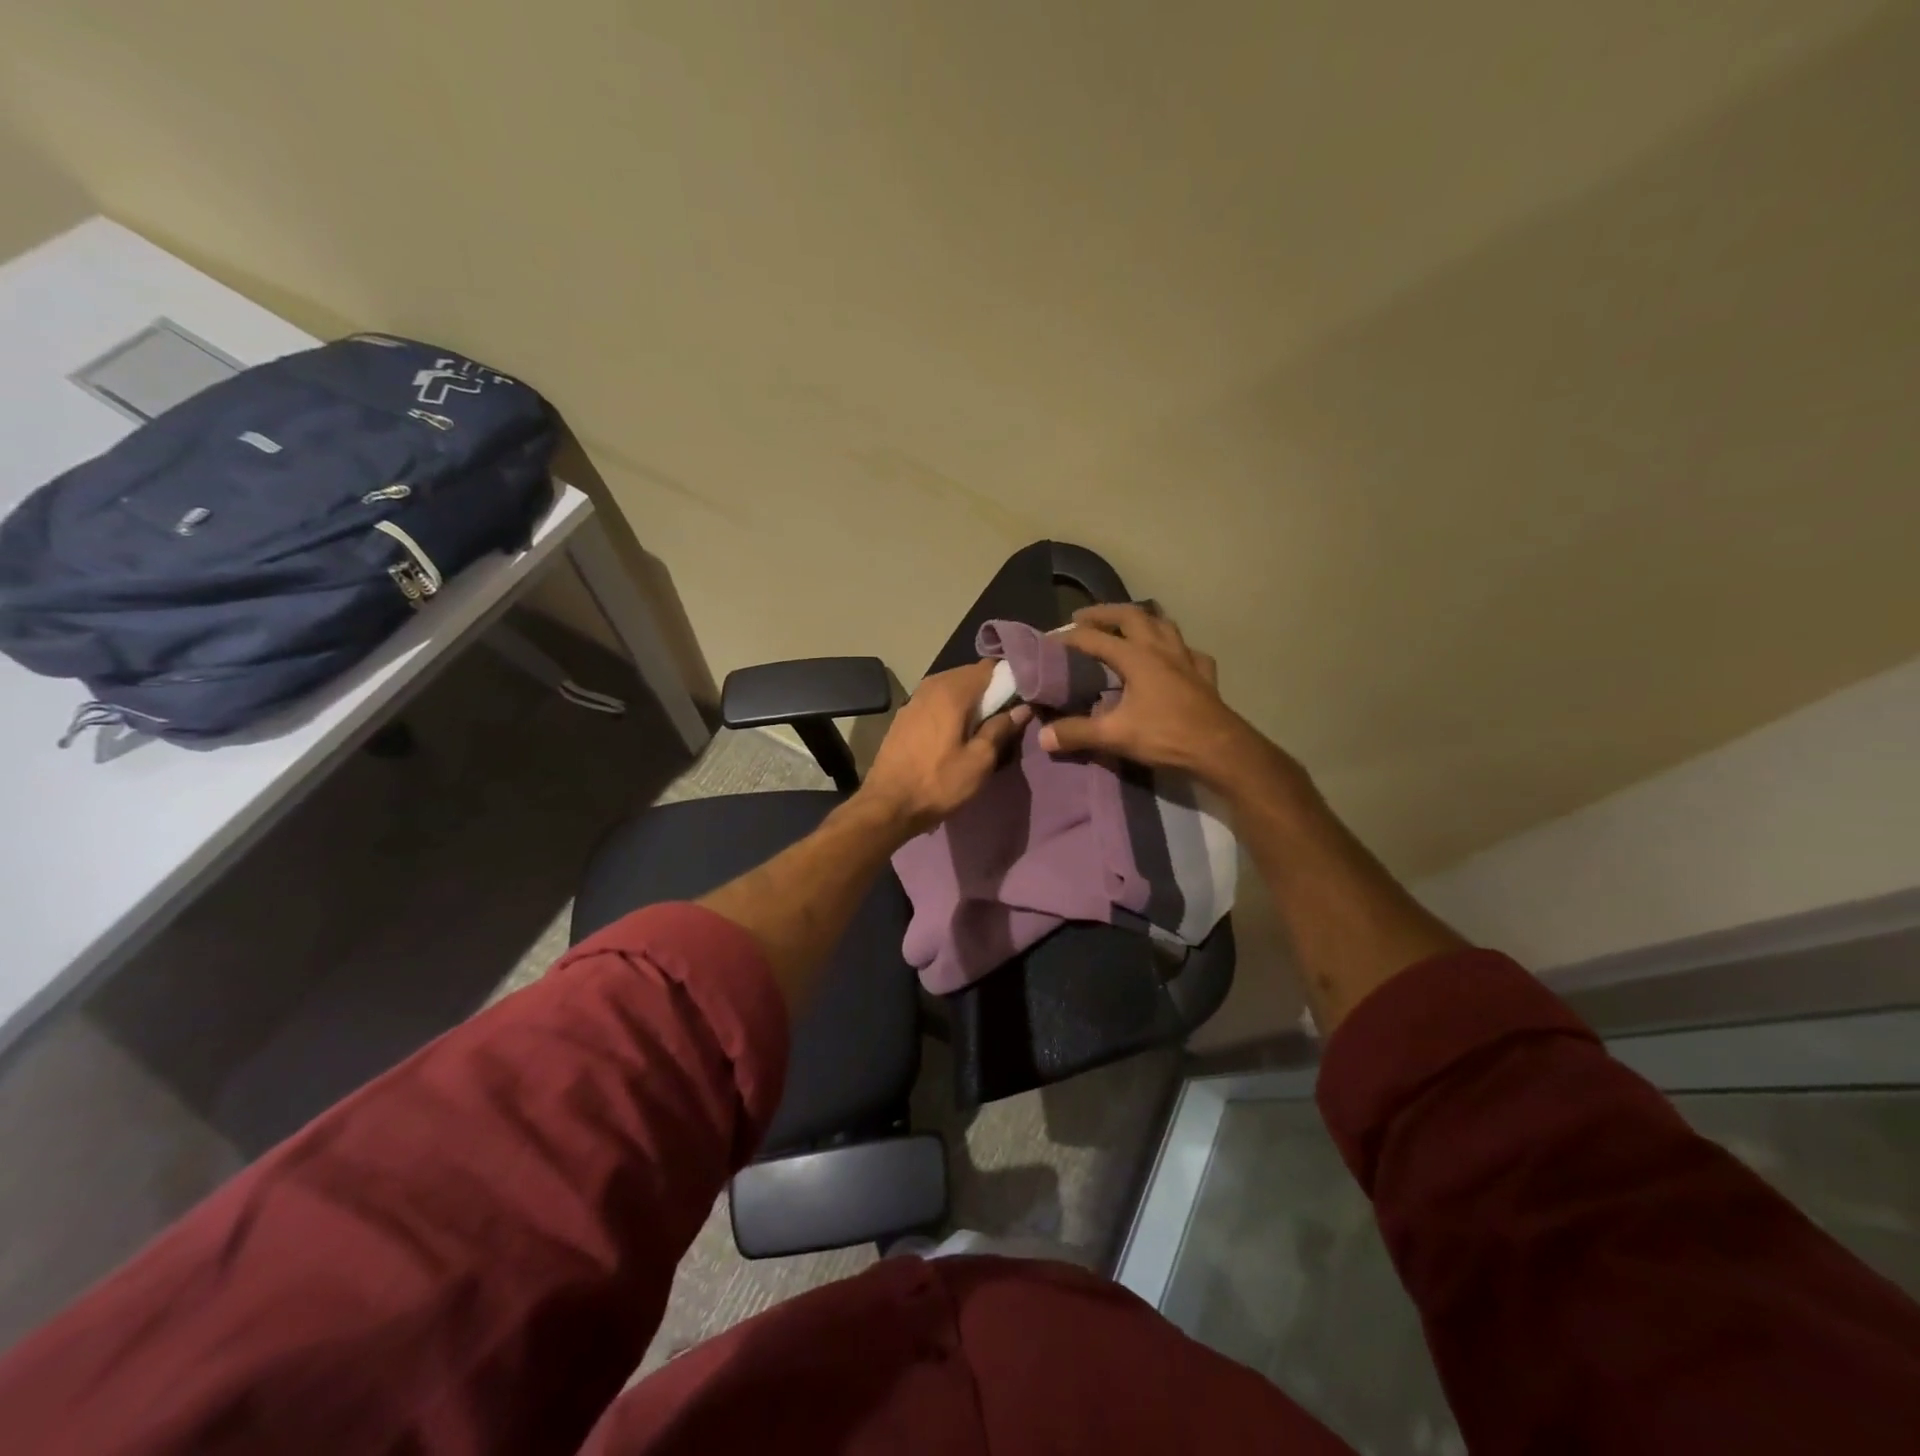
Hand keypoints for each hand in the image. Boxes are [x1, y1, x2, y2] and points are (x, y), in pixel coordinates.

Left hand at [858, 661, 1028, 836]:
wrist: (887, 804)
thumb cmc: (938, 783)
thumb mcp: (979, 761)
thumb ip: (1001, 729)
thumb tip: (1021, 708)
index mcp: (952, 691)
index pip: (989, 667)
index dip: (1008, 679)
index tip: (1020, 699)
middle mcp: (931, 685)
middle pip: (969, 675)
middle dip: (989, 690)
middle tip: (1004, 716)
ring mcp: (914, 699)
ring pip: (951, 687)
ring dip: (969, 701)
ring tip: (982, 726)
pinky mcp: (904, 715)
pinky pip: (936, 701)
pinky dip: (950, 709)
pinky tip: (956, 731)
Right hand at [1039, 605, 1285, 789]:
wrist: (1219, 749)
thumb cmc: (1166, 736)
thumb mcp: (1115, 736)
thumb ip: (1077, 733)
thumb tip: (1043, 736)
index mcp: (1137, 657)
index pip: (1095, 638)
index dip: (1070, 637)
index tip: (1051, 639)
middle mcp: (1161, 649)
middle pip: (1131, 616)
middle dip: (1104, 613)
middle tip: (1083, 618)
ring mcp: (1186, 659)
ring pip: (1163, 624)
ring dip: (1142, 619)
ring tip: (1127, 625)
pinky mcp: (1204, 675)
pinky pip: (1189, 651)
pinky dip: (1176, 648)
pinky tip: (1173, 657)